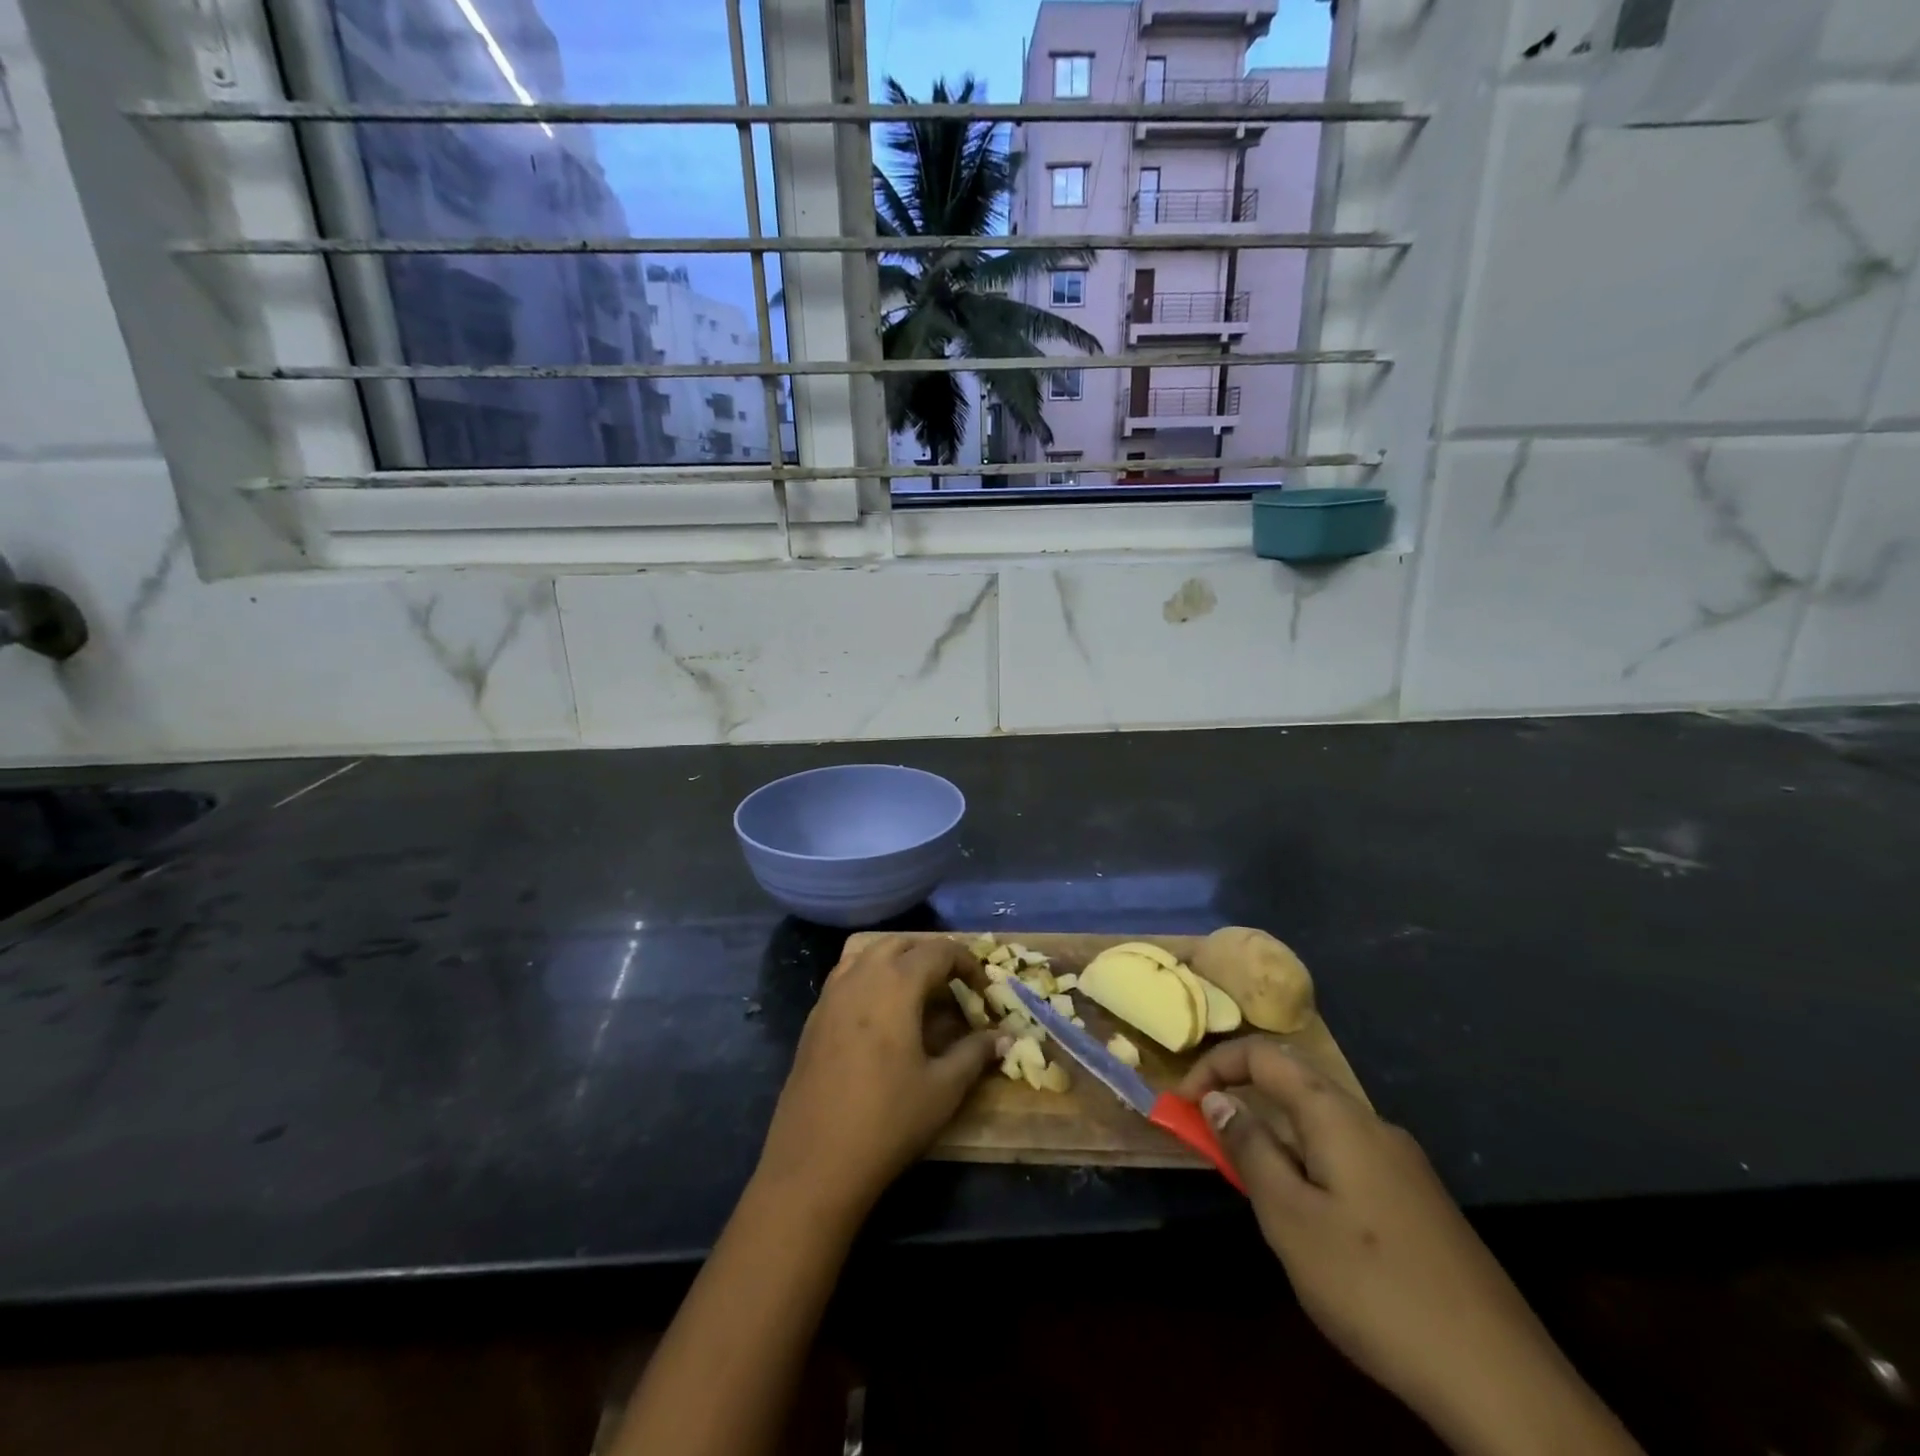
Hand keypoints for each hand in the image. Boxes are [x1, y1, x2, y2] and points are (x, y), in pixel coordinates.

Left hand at [754, 935, 1001, 1222]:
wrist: (814, 1162)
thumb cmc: (887, 1121)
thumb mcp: (943, 1089)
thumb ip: (975, 1053)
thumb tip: (1004, 1037)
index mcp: (896, 984)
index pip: (938, 951)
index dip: (967, 963)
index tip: (983, 990)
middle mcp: (861, 976)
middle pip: (901, 943)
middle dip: (931, 956)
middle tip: (953, 988)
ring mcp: (831, 994)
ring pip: (868, 953)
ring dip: (897, 961)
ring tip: (917, 994)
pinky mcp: (814, 1017)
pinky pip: (847, 976)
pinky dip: (870, 977)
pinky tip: (881, 1015)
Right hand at [1180, 1038, 1640, 1455]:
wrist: (1501, 1380)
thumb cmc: (1373, 1286)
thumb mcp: (1290, 1218)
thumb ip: (1250, 1150)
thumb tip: (1220, 1099)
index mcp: (1338, 1116)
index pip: (1265, 1054)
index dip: (1216, 1065)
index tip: (1183, 1102)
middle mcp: (1373, 1124)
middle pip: (1296, 1084)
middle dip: (1245, 1101)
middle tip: (1211, 1143)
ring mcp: (1403, 1163)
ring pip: (1321, 1126)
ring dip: (1277, 1138)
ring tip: (1257, 1192)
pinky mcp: (1419, 1202)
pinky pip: (1347, 1158)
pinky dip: (1309, 1166)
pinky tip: (1313, 1224)